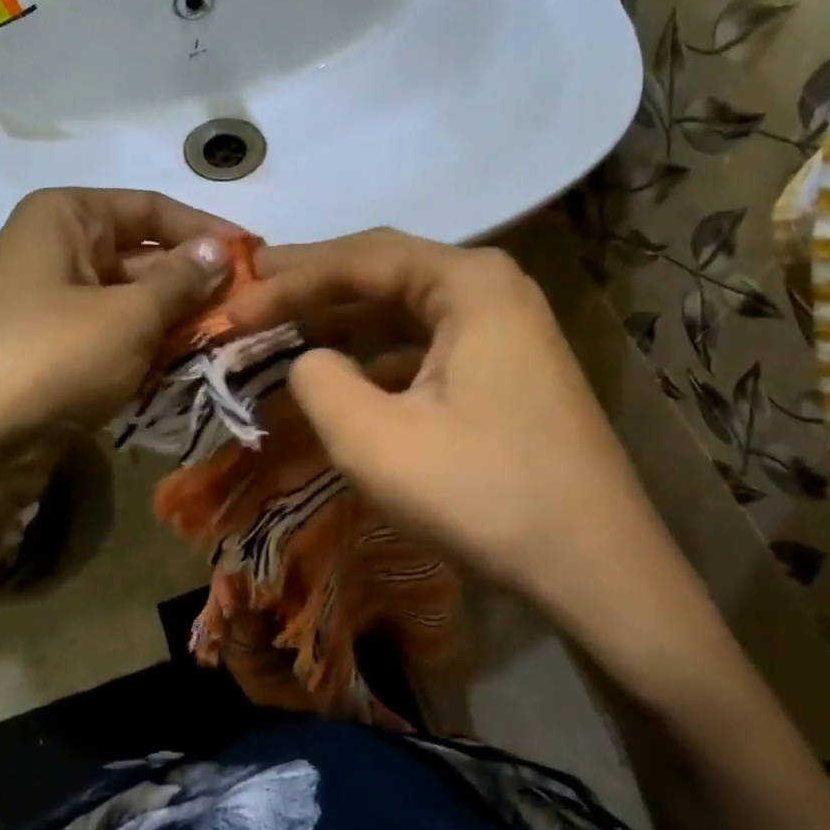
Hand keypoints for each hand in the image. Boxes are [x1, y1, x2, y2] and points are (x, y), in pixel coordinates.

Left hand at [0, 188, 233, 545]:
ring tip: (226, 345)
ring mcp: (48, 306)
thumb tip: (221, 251)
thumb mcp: (129, 314)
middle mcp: (54, 251)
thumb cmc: (49, 355)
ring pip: (129, 305)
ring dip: (174, 325)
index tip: (255, 258)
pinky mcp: (48, 355)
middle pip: (141, 257)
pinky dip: (145, 354)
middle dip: (194, 286)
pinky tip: (182, 372)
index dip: (205, 232)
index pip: (152, 209)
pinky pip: (110, 341)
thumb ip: (182, 281)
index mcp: (65, 217)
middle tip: (249, 312)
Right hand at [226, 228, 664, 613]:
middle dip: (311, 291)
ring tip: (280, 336)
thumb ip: (318, 382)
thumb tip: (308, 361)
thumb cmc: (485, 494)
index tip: (232, 308)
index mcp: (469, 282)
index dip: (287, 281)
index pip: (360, 259)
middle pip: (383, 274)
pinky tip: (340, 379)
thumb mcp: (376, 440)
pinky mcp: (506, 372)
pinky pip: (425, 348)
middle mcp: (492, 289)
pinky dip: (376, 360)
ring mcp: (505, 331)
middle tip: (247, 298)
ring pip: (403, 313)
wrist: (598, 570)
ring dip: (341, 326)